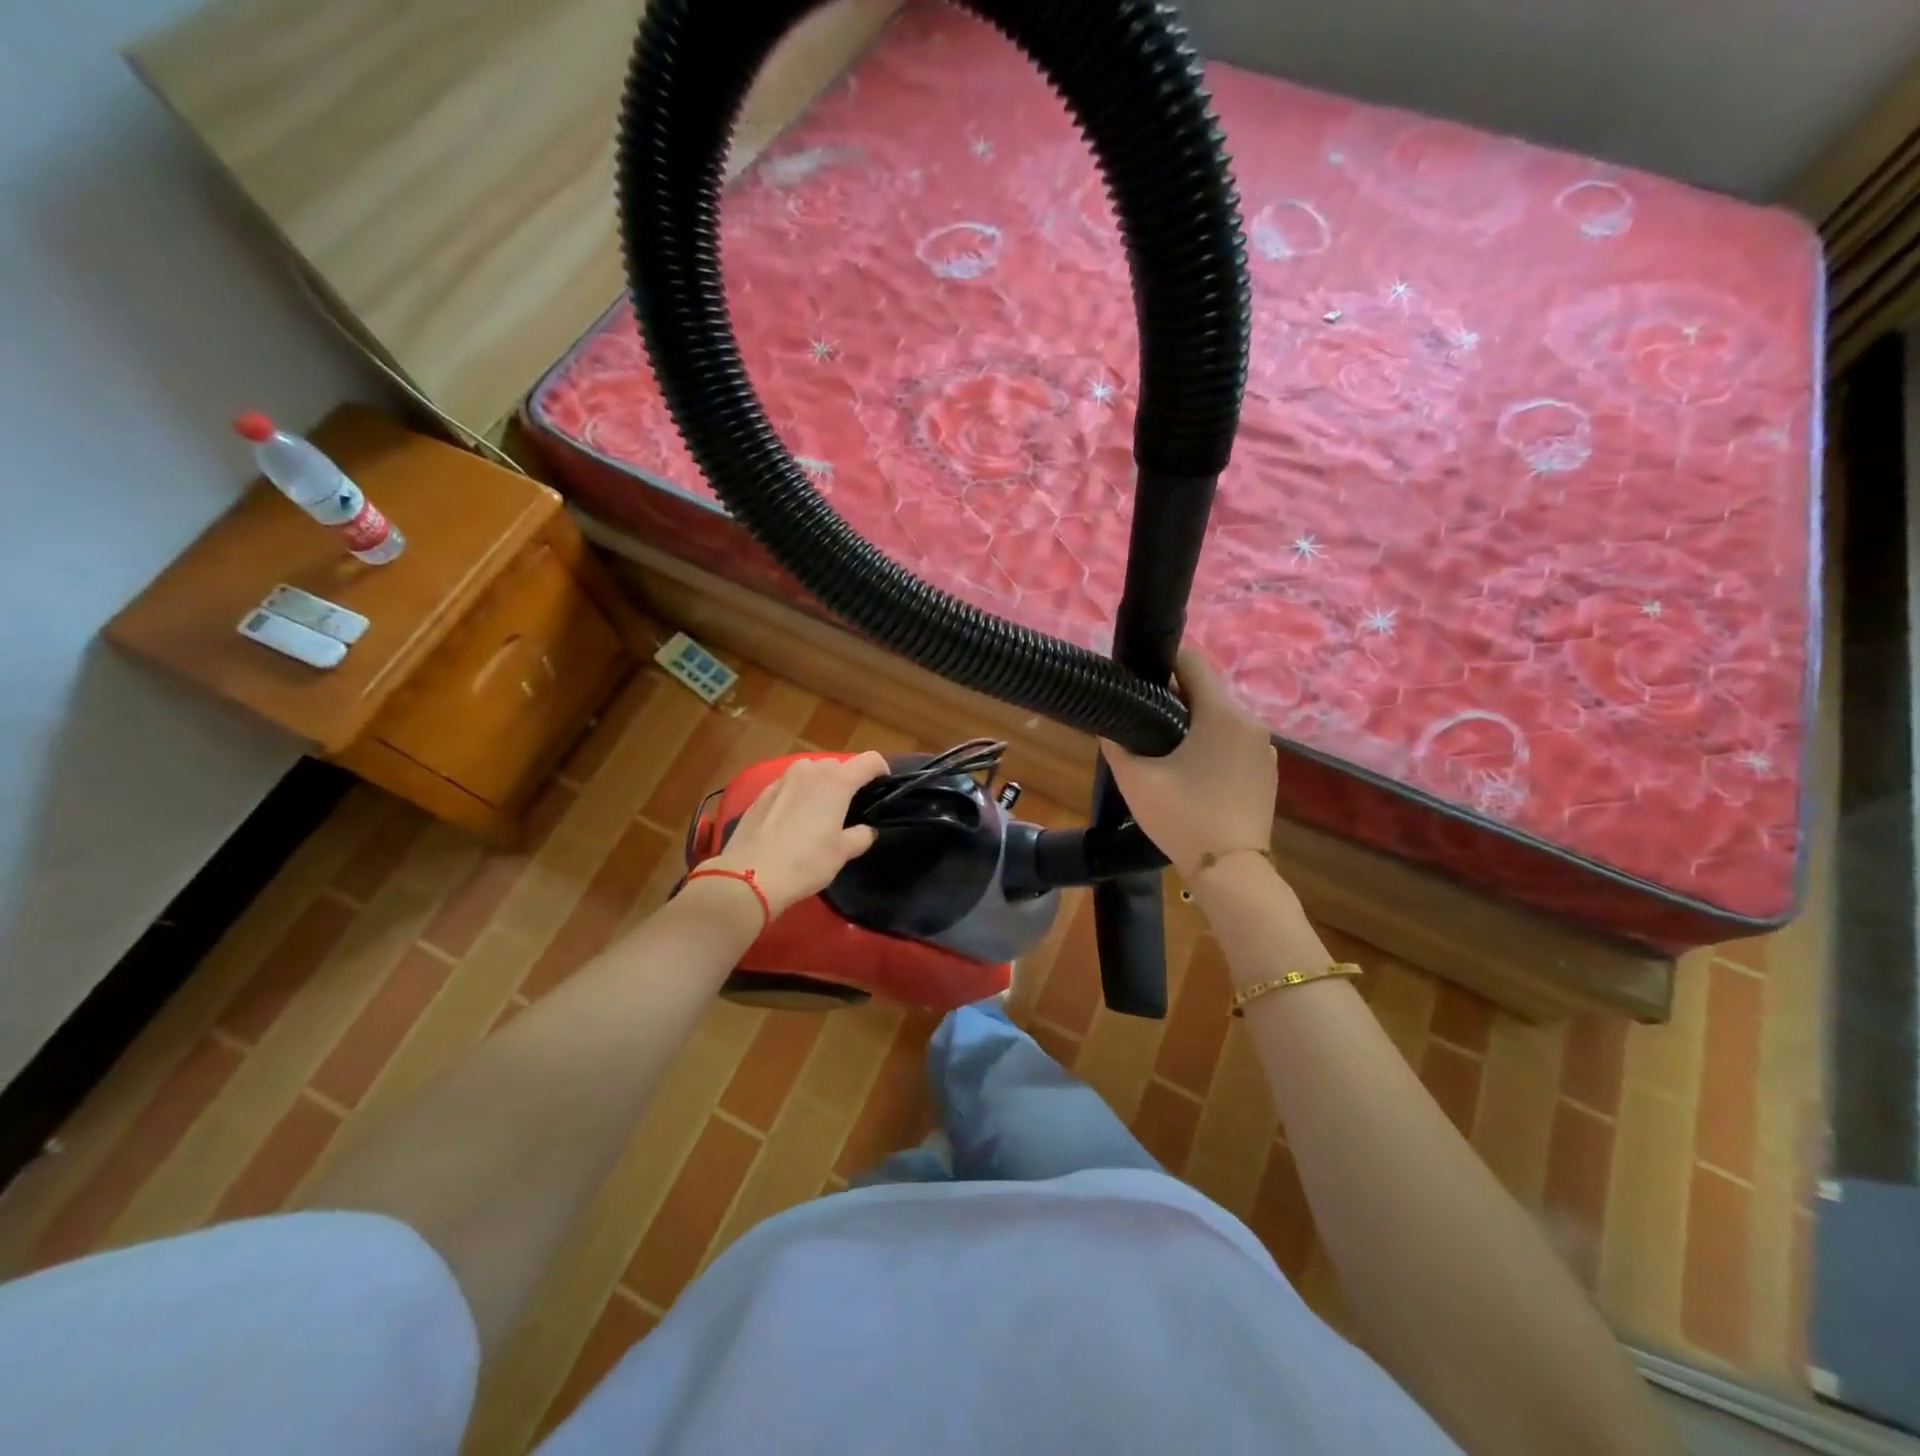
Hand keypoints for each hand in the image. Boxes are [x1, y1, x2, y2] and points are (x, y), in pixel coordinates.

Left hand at [703, 752, 887, 914]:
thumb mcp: (842, 853)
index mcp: (836, 781)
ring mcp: (783, 778)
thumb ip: (860, 836)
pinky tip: (793, 822)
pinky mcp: (762, 792)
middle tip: (849, 810)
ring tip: (820, 815)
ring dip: (821, 787)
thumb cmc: (805, 862)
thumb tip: (865, 830)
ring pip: (812, 774)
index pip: (870, 760)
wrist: (749, 876)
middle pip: (839, 766)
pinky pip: (790, 786)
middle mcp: (810, 770)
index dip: (881, 771)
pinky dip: (798, 796)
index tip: (882, 789)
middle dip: (848, 782)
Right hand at [1100, 649, 1277, 879]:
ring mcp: (1265, 749)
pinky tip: (1192, 772)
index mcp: (1221, 714)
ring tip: (1164, 748)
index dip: (1163, 662)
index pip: (1193, 662)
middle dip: (1175, 697)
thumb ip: (1117, 745)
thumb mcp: (1136, 780)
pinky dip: (1213, 745)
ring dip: (1194, 723)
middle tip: (1142, 718)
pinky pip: (1235, 743)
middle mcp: (1250, 722)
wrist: (1230, 870)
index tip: (1139, 679)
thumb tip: (1109, 727)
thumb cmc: (1182, 817)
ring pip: (1222, 719)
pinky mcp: (1268, 772)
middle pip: (1207, 691)